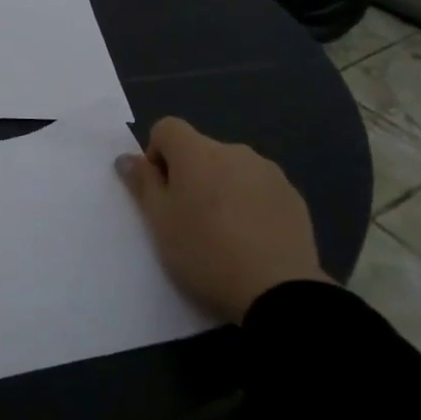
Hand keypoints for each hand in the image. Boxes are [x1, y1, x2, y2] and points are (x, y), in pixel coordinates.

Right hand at [115, 118, 328, 321]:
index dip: (156, 154)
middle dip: (189, 174)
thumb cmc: (205, 252)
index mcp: (197, 152)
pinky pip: (259, 188)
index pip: (167, 128)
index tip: (161, 191)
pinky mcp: (293, 196)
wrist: (279, 292)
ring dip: (221, 187)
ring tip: (224, 233)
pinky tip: (252, 239)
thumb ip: (142, 183)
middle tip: (188, 218)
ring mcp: (269, 172)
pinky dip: (249, 203)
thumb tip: (127, 158)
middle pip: (200, 150)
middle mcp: (234, 151)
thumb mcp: (159, 221)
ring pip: (231, 169)